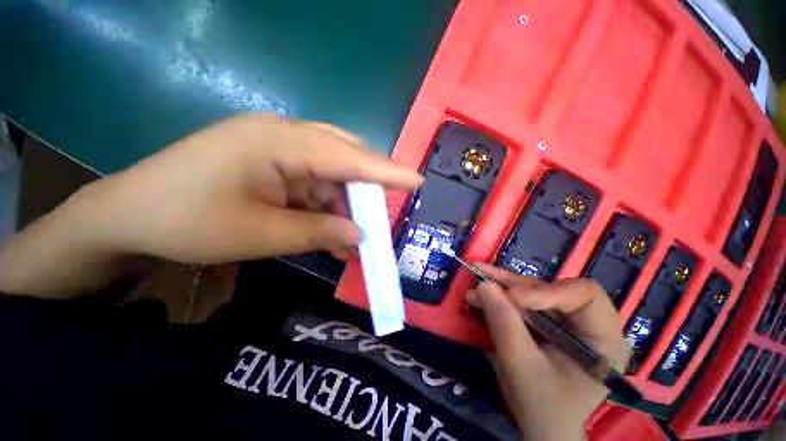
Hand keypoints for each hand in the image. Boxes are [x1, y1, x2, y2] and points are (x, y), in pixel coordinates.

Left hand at [72, 113, 421, 263]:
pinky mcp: (271, 164)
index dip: (388, 171)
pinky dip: (325, 210)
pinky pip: (312, 185)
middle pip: (344, 160)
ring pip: (330, 177)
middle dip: (364, 194)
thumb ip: (319, 232)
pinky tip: (329, 235)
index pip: (350, 156)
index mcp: (280, 142)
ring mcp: (277, 149)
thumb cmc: (187, 222)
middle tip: (376, 221)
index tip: (417, 181)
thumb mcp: (261, 234)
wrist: (129, 217)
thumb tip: (359, 234)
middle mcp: (284, 136)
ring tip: (350, 243)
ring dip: (343, 210)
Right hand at [466, 264, 628, 440]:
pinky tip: (482, 293)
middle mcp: (589, 323)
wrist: (542, 427)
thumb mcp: (522, 369)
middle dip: (514, 284)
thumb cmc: (543, 407)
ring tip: (477, 278)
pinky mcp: (549, 321)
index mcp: (603, 339)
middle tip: (482, 276)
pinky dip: (501, 295)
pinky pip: (524, 300)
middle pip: (553, 289)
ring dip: (503, 286)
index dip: (545, 291)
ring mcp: (567, 321)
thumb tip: (483, 285)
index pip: (584, 295)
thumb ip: (504, 325)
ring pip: (534, 290)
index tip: (510, 298)